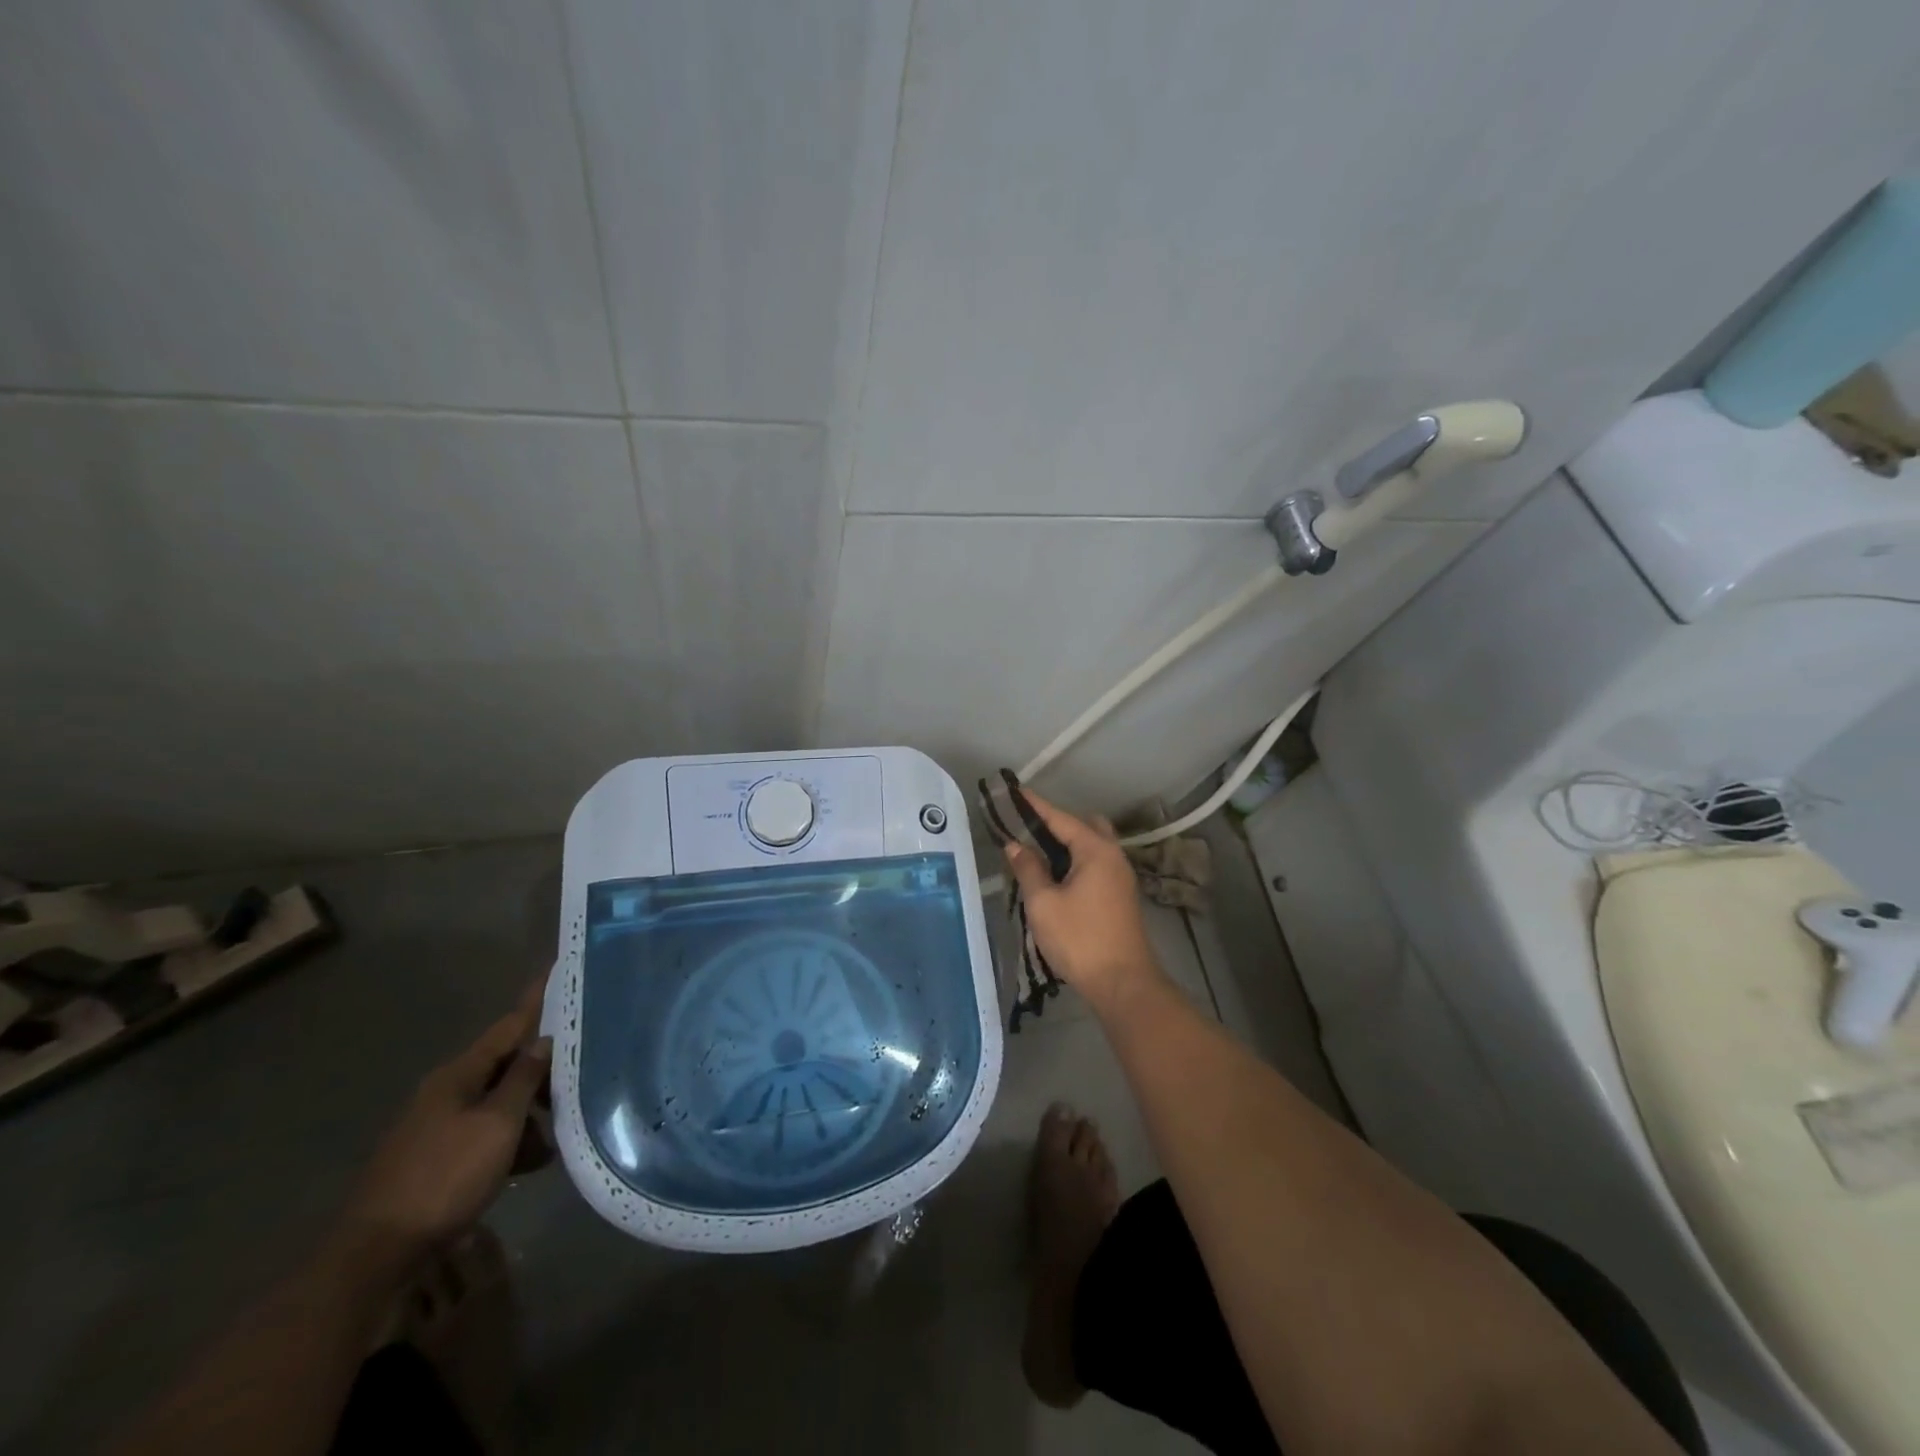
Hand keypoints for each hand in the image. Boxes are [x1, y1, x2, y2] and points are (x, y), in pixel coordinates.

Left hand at [340, 980, 551, 1263]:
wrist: (375, 1255)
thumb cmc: (444, 1178)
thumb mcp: (497, 1125)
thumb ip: (524, 1079)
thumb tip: (544, 1040)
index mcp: (459, 1074)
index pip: (508, 1025)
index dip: (536, 1000)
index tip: (558, 970)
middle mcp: (446, 1091)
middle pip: (505, 1064)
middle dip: (544, 1066)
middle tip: (584, 1063)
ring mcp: (438, 1126)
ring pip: (498, 1102)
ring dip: (530, 1111)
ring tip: (565, 1126)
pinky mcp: (436, 1158)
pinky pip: (485, 1133)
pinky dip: (512, 1139)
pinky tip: (536, 1160)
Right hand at [1002, 791, 1166, 1013]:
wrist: (1122, 983)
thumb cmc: (1079, 939)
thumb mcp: (1043, 903)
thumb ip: (1028, 869)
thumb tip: (1015, 845)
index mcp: (1096, 850)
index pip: (1061, 818)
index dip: (1035, 805)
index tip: (1014, 792)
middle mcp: (1113, 856)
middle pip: (1084, 826)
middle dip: (1056, 823)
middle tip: (1026, 829)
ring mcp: (1120, 876)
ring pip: (1092, 846)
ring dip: (1066, 844)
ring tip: (1035, 852)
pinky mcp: (1120, 896)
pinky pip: (1095, 864)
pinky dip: (1075, 860)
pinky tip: (1055, 876)